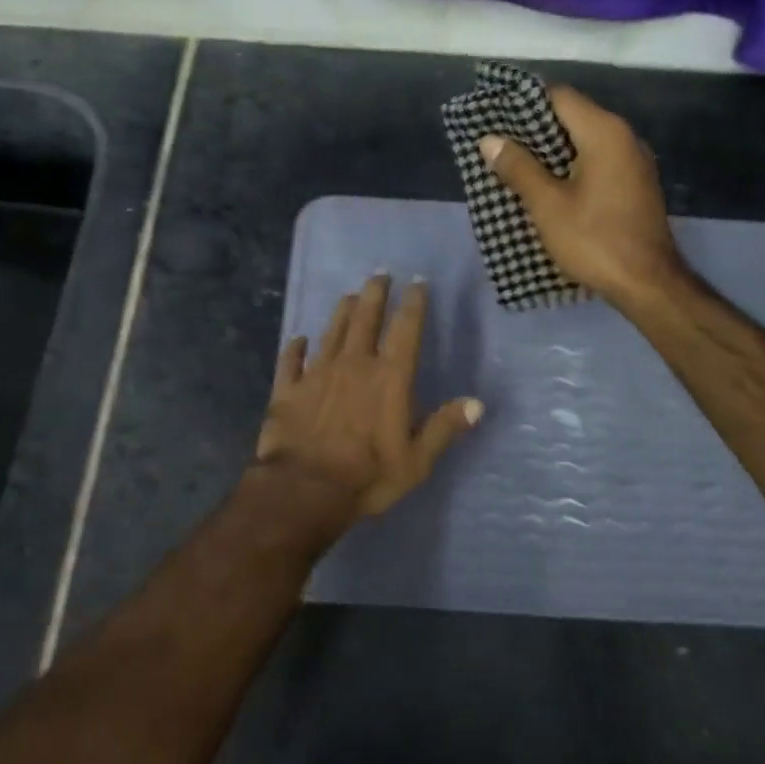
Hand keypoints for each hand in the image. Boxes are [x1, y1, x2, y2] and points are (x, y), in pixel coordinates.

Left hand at [255, 274, 482, 521]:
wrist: (305, 489)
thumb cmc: (367, 476)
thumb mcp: (416, 460)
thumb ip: (444, 428)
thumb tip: (477, 403)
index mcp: (389, 378)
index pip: (405, 330)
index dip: (413, 304)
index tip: (417, 283)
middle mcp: (354, 365)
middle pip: (365, 319)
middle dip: (375, 294)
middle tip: (379, 274)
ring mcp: (317, 374)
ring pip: (331, 332)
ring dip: (342, 312)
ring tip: (350, 295)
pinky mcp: (287, 389)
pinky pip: (291, 361)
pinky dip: (295, 348)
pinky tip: (298, 339)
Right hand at [478, 85, 683, 303]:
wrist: (647, 283)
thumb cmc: (594, 240)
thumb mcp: (548, 205)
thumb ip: (518, 168)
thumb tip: (490, 140)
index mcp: (604, 133)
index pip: (560, 96)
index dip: (524, 102)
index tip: (495, 114)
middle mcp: (625, 138)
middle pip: (573, 117)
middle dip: (534, 128)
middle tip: (498, 142)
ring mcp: (634, 162)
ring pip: (585, 142)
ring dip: (551, 150)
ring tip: (515, 164)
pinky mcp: (635, 185)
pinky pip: (597, 162)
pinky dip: (571, 166)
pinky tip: (547, 185)